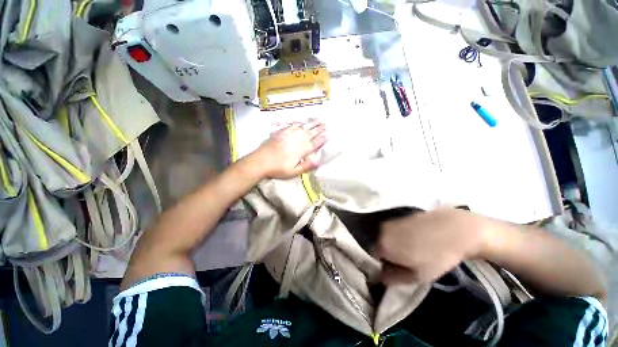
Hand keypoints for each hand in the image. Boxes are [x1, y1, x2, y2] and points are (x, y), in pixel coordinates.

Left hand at [251, 120, 326, 178]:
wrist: (260, 162)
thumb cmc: (277, 169)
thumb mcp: (293, 172)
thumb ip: (306, 166)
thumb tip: (318, 160)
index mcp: (299, 151)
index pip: (312, 144)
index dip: (320, 140)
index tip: (327, 135)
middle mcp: (295, 141)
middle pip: (309, 134)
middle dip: (318, 129)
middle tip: (325, 124)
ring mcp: (287, 136)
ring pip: (301, 128)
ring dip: (310, 124)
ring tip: (318, 119)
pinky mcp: (280, 133)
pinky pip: (291, 126)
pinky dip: (298, 123)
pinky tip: (301, 121)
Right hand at [377, 209, 489, 284]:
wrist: (454, 229)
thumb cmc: (436, 257)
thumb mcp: (417, 276)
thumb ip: (394, 278)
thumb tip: (381, 277)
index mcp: (383, 245)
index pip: (374, 256)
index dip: (384, 264)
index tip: (398, 268)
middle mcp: (383, 231)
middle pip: (381, 245)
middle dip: (390, 253)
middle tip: (408, 260)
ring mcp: (392, 221)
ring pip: (389, 237)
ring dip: (396, 244)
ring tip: (416, 249)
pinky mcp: (401, 216)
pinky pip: (396, 229)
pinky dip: (403, 235)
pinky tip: (419, 239)